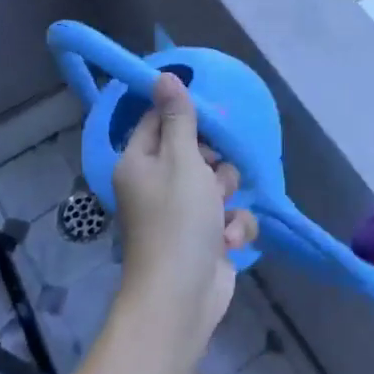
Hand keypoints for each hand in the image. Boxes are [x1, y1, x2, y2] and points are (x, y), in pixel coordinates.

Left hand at [111, 73, 258, 361]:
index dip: (185, 114)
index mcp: (139, 162)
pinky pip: (228, 216)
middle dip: (215, 162)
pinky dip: (233, 227)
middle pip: (195, 151)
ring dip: (228, 197)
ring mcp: (181, 214)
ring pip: (218, 183)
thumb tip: (163, 75)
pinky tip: (228, 241)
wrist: (182, 297)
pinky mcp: (204, 238)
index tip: (212, 114)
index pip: (158, 120)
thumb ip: (179, 118)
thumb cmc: (178, 220)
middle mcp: (156, 184)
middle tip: (215, 173)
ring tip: (221, 214)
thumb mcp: (181, 160)